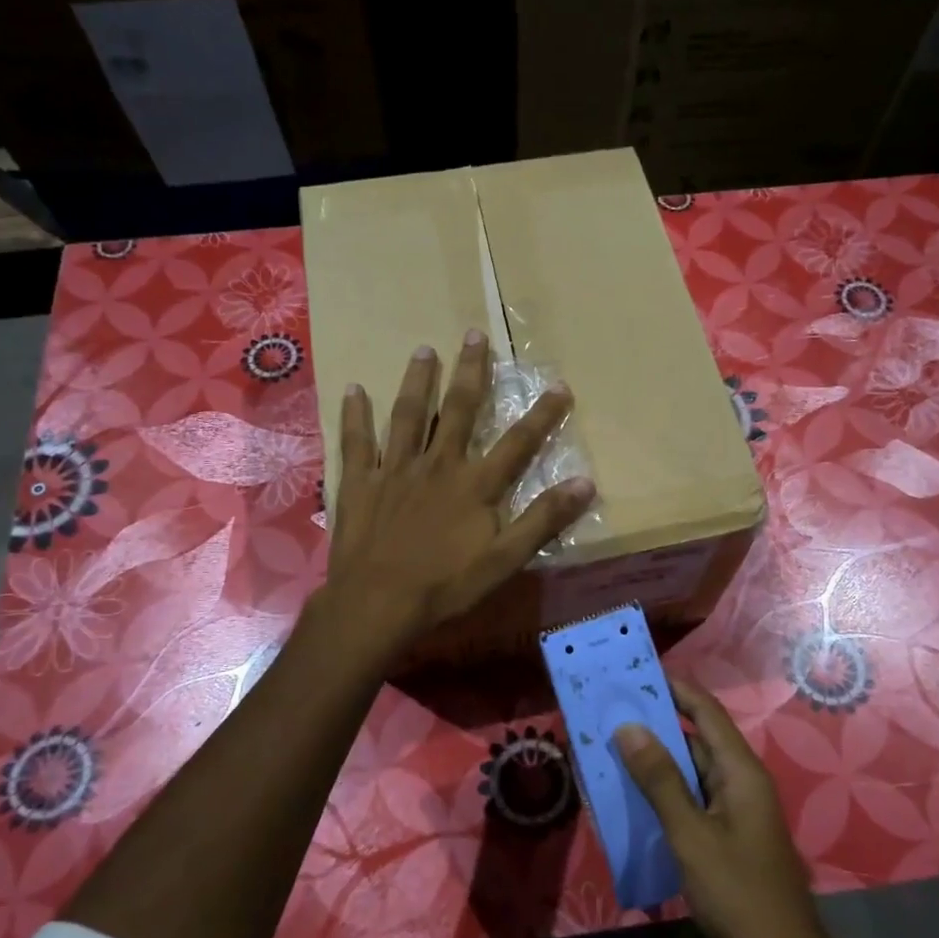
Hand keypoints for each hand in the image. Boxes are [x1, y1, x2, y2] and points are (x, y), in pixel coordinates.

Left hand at [321, 330, 595, 657]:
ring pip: (408, 415)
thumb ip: (544, 519)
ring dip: (416, 380)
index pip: (518, 442)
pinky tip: (353, 389)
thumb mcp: (506, 560)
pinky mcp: (360, 482)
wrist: (378, 603)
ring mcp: (395, 469)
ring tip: (423, 349)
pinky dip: (355, 415)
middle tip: (474, 334)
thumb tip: (586, 483)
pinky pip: (357, 441)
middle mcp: (437, 464)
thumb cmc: (446, 585)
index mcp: (475, 484)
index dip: (542, 413)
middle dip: (470, 371)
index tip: (559, 385)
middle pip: (457, 410)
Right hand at [615, 677, 865, 937]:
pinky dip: (660, 796)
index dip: (673, 688)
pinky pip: (688, 804)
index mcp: (740, 771)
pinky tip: (627, 799)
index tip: (633, 673)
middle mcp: (738, 783)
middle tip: (606, 712)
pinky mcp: (723, 842)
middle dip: (654, 724)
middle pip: (694, 738)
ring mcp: (732, 815)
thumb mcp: (692, 835)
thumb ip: (660, 780)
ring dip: (653, 762)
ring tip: (606, 748)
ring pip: (688, 773)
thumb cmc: (740, 896)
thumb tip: (628, 726)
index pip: (705, 711)